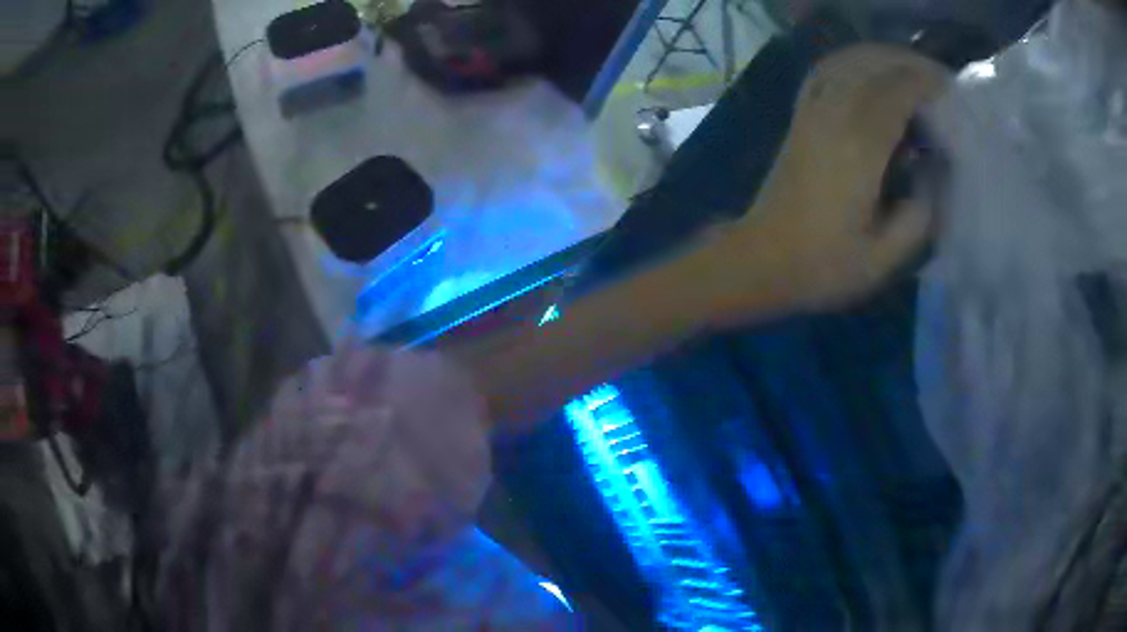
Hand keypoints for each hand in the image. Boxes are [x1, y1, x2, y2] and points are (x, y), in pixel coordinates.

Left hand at [709, 44, 949, 321]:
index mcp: (859, 148)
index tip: (952, 89)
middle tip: (940, 80)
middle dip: (910, 64)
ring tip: (913, 72)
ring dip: (882, 58)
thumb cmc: (822, 267)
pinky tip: (868, 71)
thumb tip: (935, 178)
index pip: (896, 92)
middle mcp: (833, 117)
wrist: (761, 260)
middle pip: (872, 66)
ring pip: (847, 62)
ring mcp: (811, 113)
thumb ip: (919, 218)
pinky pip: (824, 72)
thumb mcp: (883, 259)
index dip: (926, 83)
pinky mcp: (799, 117)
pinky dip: (851, 62)